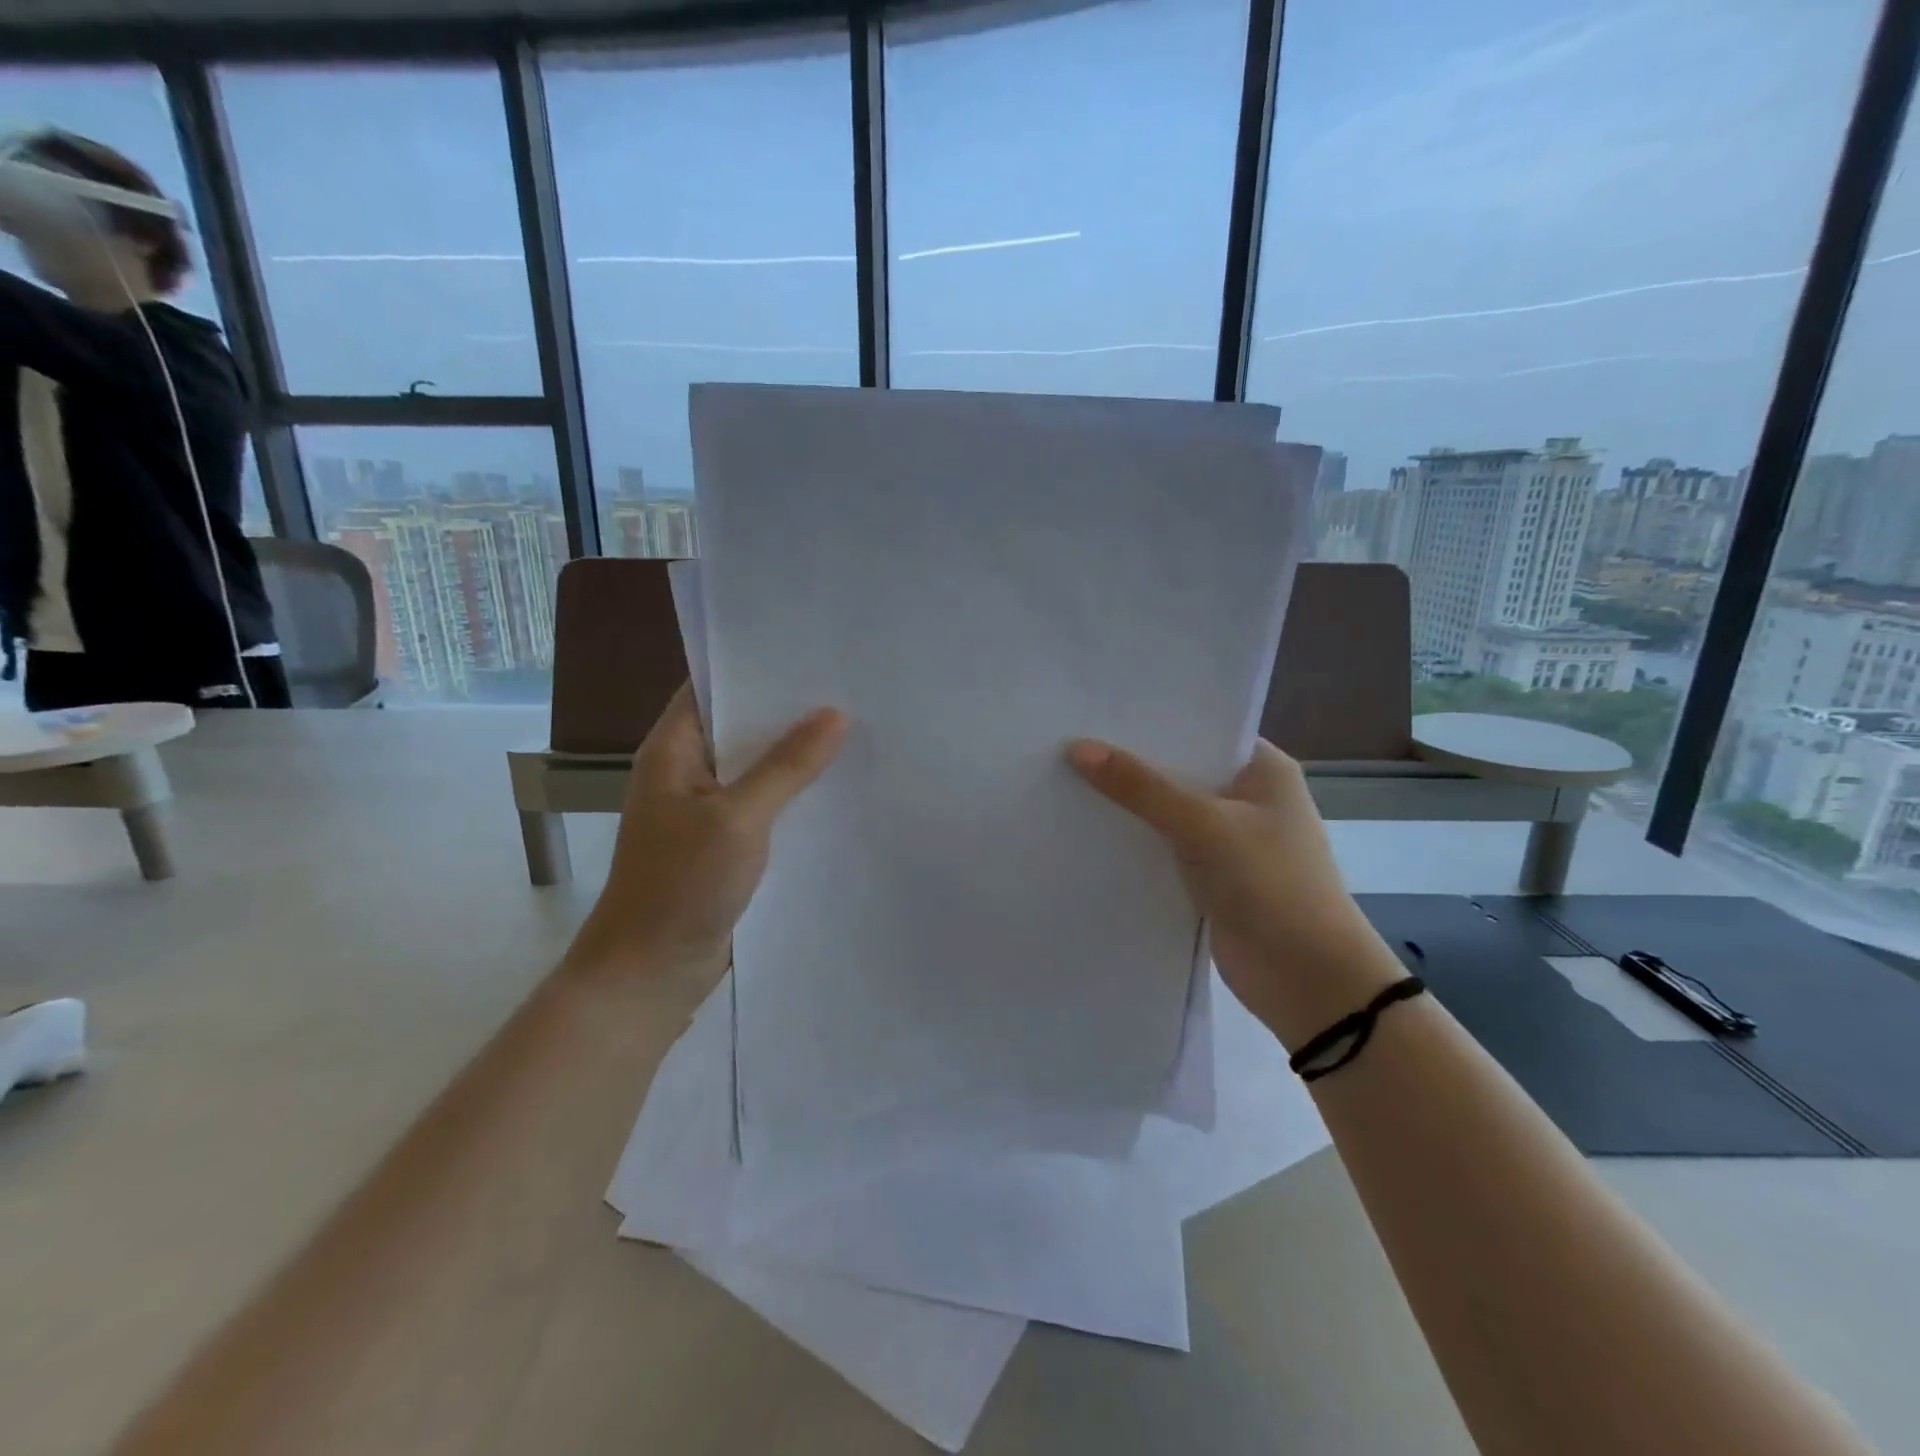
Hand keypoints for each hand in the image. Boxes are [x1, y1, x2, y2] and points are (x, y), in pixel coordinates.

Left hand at [566, 686, 846, 978]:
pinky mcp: (723, 844)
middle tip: (848, 688)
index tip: (808, 651)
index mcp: (672, 751)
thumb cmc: (681, 885)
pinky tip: (836, 788)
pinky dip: (793, 795)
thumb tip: (835, 714)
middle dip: (787, 711)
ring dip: (794, 756)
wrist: (650, 973)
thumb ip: (787, 766)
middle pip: (739, 727)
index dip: (753, 665)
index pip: (709, 686)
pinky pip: (763, 806)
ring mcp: (704, 810)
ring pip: (755, 769)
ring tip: (854, 730)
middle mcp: (686, 772)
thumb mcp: (738, 818)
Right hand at [1068, 738, 1404, 1048]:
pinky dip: (1133, 841)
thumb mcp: (1204, 825)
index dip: (1151, 720)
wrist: (1307, 980)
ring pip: (1167, 811)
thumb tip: (1078, 748)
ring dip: (1128, 804)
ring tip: (1064, 776)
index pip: (1200, 729)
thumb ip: (1141, 787)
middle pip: (1179, 770)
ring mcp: (1228, 839)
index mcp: (1262, 769)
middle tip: (1067, 739)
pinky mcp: (1209, 876)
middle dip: (1130, 761)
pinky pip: (1163, 847)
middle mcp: (1246, 797)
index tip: (1096, 708)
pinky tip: (1086, 828)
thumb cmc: (1271, 884)